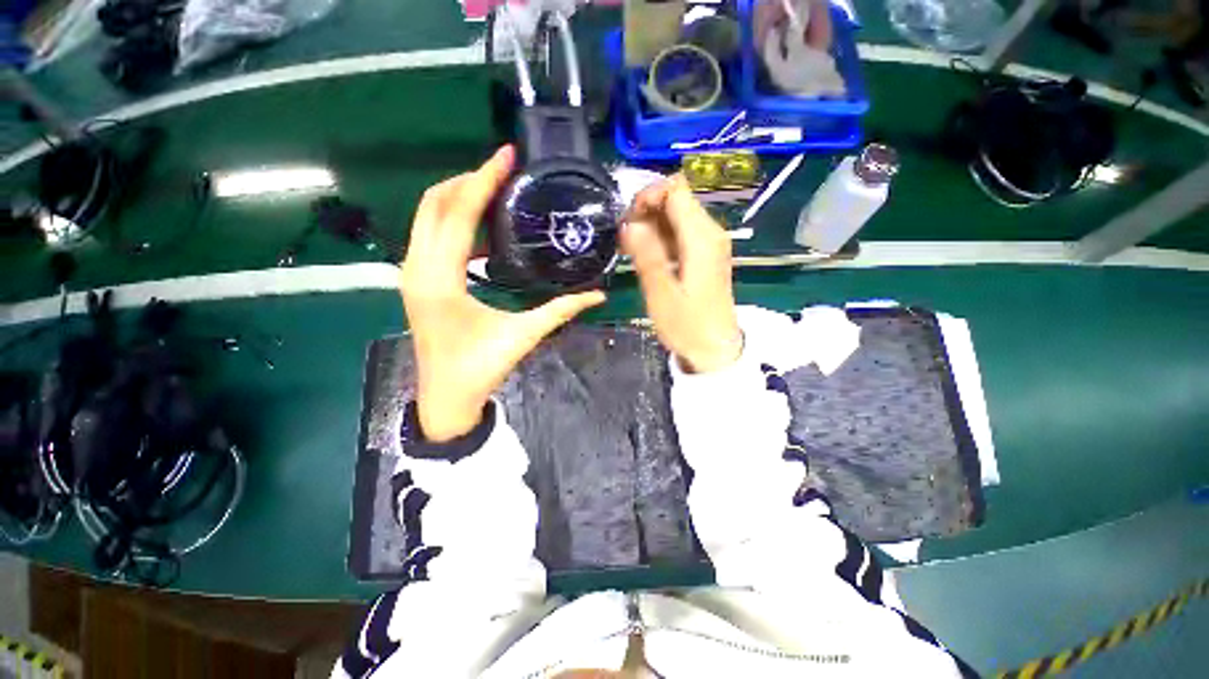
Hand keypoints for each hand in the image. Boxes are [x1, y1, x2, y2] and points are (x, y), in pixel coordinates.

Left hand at [400, 146, 605, 441]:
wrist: (445, 399)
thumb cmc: (479, 369)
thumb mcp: (522, 335)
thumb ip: (560, 310)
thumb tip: (597, 295)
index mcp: (439, 279)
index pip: (458, 214)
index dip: (483, 181)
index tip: (506, 156)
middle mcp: (417, 268)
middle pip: (433, 204)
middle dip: (467, 180)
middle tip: (502, 171)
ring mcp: (412, 273)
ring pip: (427, 217)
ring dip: (459, 198)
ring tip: (495, 190)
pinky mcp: (418, 280)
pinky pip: (431, 236)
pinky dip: (454, 222)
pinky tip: (485, 230)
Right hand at [622, 176, 741, 373]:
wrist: (714, 350)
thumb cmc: (688, 326)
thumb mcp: (661, 294)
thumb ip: (647, 256)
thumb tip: (629, 224)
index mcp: (701, 238)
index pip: (675, 189)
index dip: (648, 196)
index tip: (628, 221)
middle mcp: (709, 233)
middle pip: (676, 199)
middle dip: (646, 211)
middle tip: (626, 239)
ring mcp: (709, 243)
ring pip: (676, 215)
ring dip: (651, 225)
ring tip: (631, 249)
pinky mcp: (704, 255)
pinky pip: (680, 232)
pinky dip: (660, 237)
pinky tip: (645, 256)